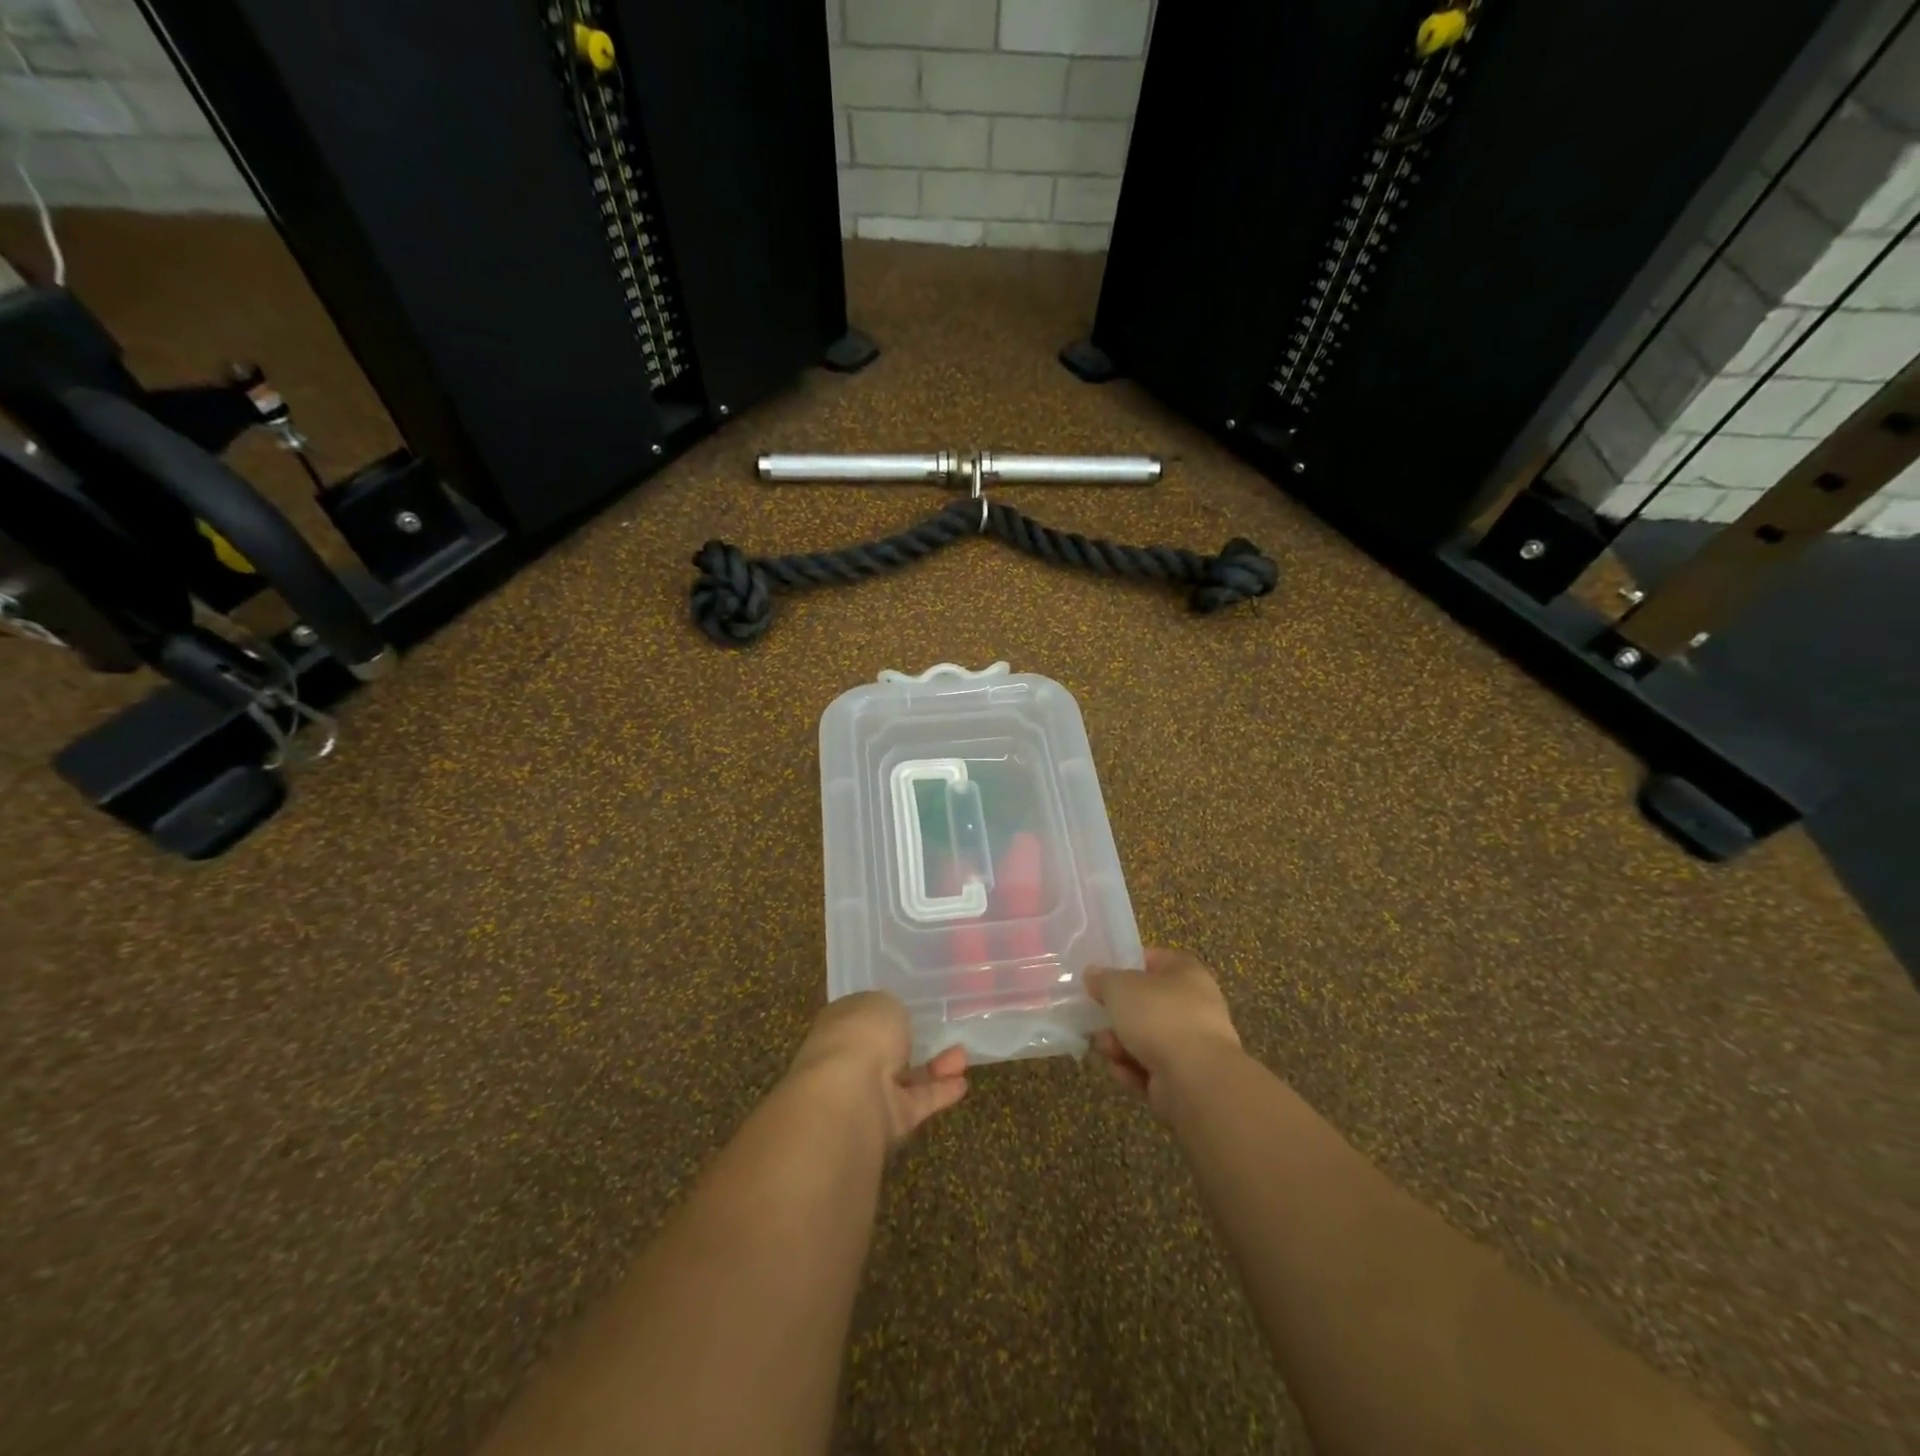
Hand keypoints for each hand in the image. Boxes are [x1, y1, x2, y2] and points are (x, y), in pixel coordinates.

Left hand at [786, 992, 968, 1144]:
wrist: (852, 1096)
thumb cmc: (863, 1035)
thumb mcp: (883, 1003)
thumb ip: (891, 1010)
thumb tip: (892, 1019)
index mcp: (839, 1024)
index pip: (861, 1016)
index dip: (884, 1013)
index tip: (909, 1008)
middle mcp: (849, 1059)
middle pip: (884, 1050)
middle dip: (912, 1043)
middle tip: (940, 1033)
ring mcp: (867, 1093)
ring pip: (904, 1077)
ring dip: (933, 1067)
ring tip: (963, 1055)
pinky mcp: (888, 1121)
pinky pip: (917, 1102)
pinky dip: (939, 1093)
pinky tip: (962, 1083)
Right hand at [1086, 947, 1243, 1115]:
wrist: (1196, 1079)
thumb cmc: (1159, 1016)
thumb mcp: (1119, 987)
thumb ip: (1102, 978)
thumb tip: (1093, 974)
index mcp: (1186, 972)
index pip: (1153, 959)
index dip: (1126, 965)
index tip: (1101, 977)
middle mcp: (1195, 1004)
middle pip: (1146, 1003)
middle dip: (1118, 1014)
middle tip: (1095, 1017)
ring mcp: (1193, 1043)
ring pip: (1147, 1038)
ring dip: (1120, 1044)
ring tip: (1104, 1048)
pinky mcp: (1187, 1077)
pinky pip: (1152, 1067)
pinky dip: (1134, 1069)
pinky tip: (1120, 1071)